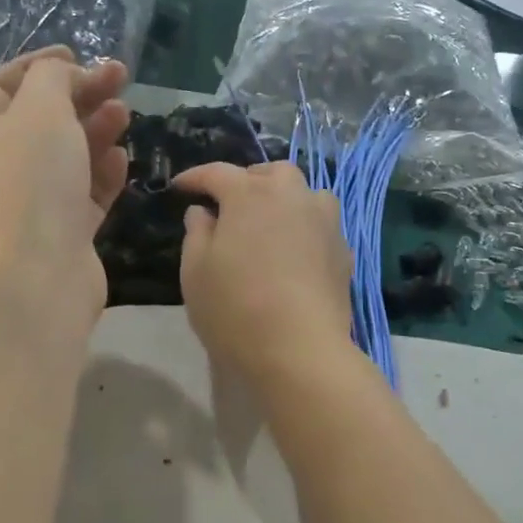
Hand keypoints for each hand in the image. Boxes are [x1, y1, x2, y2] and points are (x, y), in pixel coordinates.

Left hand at [0, 47, 129, 326]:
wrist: (33, 277)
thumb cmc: (29, 182)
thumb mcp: (40, 110)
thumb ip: (53, 79)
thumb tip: (64, 75)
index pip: (0, 84)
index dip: (37, 65)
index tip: (77, 54)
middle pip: (40, 118)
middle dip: (79, 95)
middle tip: (119, 80)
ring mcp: (31, 202)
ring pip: (66, 157)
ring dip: (95, 131)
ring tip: (125, 116)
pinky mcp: (61, 233)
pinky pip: (83, 194)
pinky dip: (101, 175)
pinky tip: (121, 160)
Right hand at [173, 161, 354, 384]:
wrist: (301, 349)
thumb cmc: (235, 308)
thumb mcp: (196, 272)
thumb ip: (197, 233)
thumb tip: (203, 212)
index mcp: (250, 195)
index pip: (218, 173)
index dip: (195, 177)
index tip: (180, 187)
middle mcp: (291, 196)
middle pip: (271, 172)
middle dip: (248, 180)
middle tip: (230, 203)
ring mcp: (324, 221)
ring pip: (305, 192)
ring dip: (284, 197)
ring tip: (269, 221)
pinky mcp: (343, 249)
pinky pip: (321, 223)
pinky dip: (304, 226)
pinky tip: (294, 250)